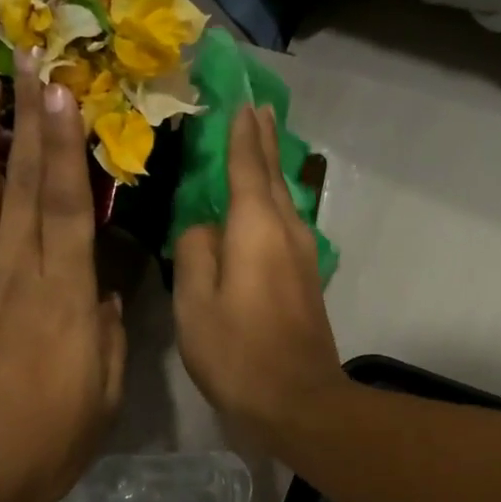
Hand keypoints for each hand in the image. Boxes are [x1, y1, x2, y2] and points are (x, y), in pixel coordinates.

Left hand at [0, 63, 124, 501]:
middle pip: (24, 186)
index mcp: (64, 295)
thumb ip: (105, 333)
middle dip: (27, 120)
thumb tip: (101, 288)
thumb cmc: (43, 446)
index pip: (71, 205)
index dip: (68, 146)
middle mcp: (10, 273)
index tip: (65, 94)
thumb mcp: (103, 395)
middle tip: (26, 60)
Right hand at [174, 105, 344, 445]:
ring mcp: (302, 255)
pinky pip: (285, 224)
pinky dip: (272, 202)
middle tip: (257, 108)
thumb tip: (203, 227)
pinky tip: (263, 205)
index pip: (246, 166)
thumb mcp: (195, 303)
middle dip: (263, 141)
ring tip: (260, 144)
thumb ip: (194, 252)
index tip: (241, 101)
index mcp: (255, 228)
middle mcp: (286, 231)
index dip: (241, 133)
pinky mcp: (306, 278)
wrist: (298, 399)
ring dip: (270, 169)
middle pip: (272, 176)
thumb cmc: (238, 352)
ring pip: (282, 199)